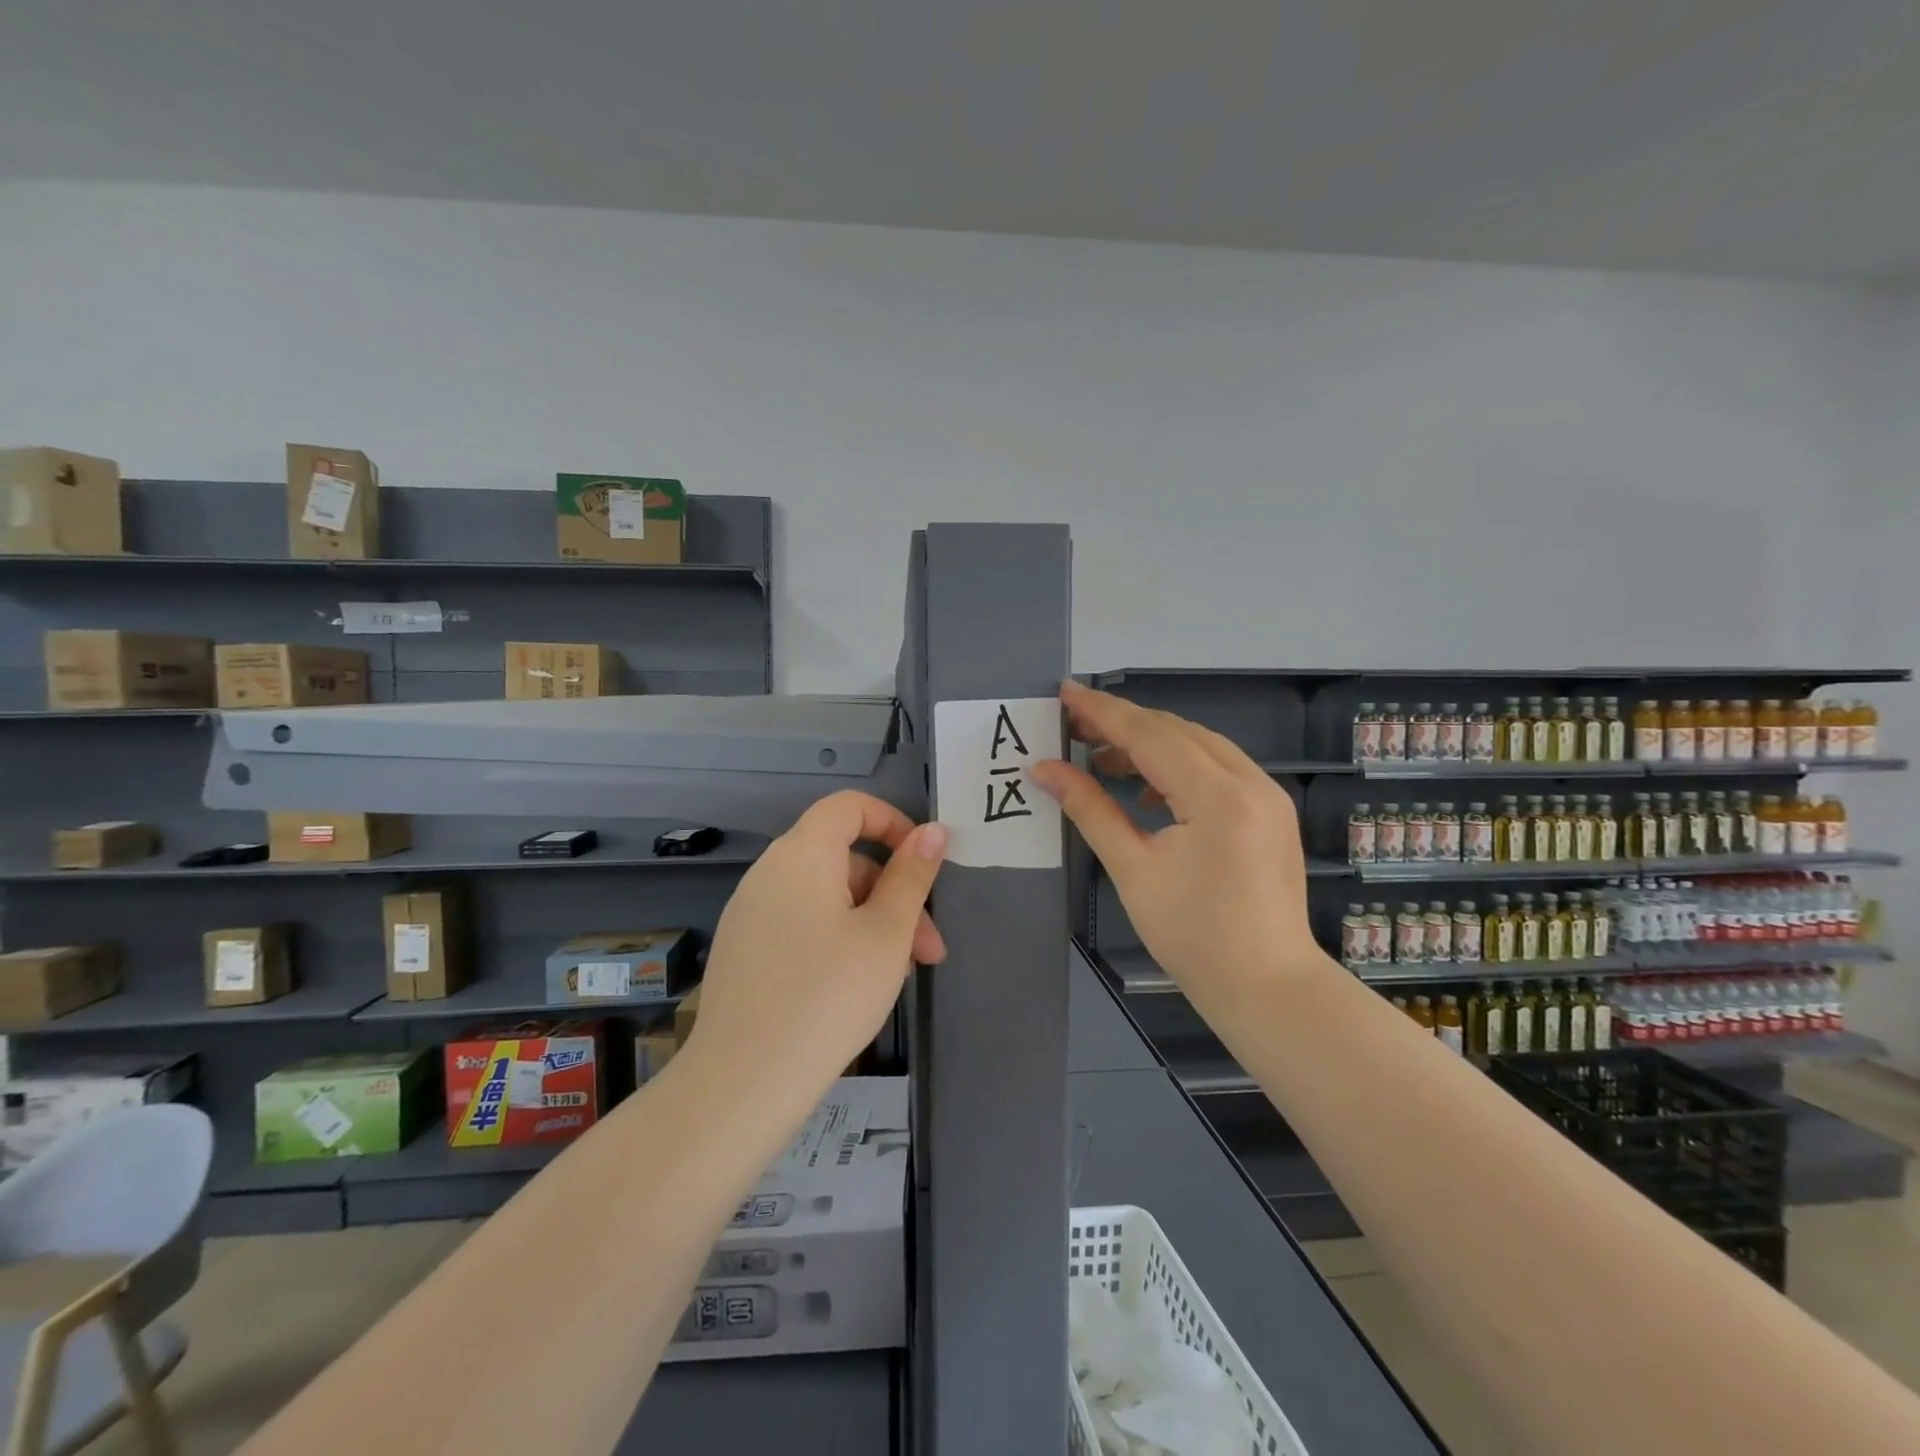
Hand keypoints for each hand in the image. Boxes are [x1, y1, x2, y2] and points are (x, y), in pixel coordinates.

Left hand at [688, 791, 948, 1090]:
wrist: (742, 1082)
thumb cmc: (828, 995)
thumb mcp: (887, 933)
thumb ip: (912, 875)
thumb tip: (933, 831)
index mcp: (801, 854)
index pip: (849, 806)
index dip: (892, 823)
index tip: (924, 863)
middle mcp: (768, 872)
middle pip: (842, 858)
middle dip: (893, 894)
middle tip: (927, 949)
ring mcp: (749, 913)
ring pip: (825, 897)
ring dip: (870, 922)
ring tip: (898, 976)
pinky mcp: (741, 950)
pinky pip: (799, 924)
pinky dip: (835, 938)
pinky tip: (853, 988)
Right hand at [1031, 681, 1323, 1004]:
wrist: (1268, 987)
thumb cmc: (1193, 937)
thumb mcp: (1132, 869)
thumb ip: (1089, 809)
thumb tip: (1044, 769)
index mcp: (1217, 796)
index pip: (1149, 735)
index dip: (1102, 712)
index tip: (1063, 693)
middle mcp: (1250, 781)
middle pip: (1176, 731)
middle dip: (1122, 724)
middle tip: (1072, 727)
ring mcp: (1267, 794)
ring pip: (1199, 744)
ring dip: (1150, 744)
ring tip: (1101, 760)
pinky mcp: (1270, 810)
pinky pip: (1218, 766)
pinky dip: (1178, 765)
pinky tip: (1147, 790)